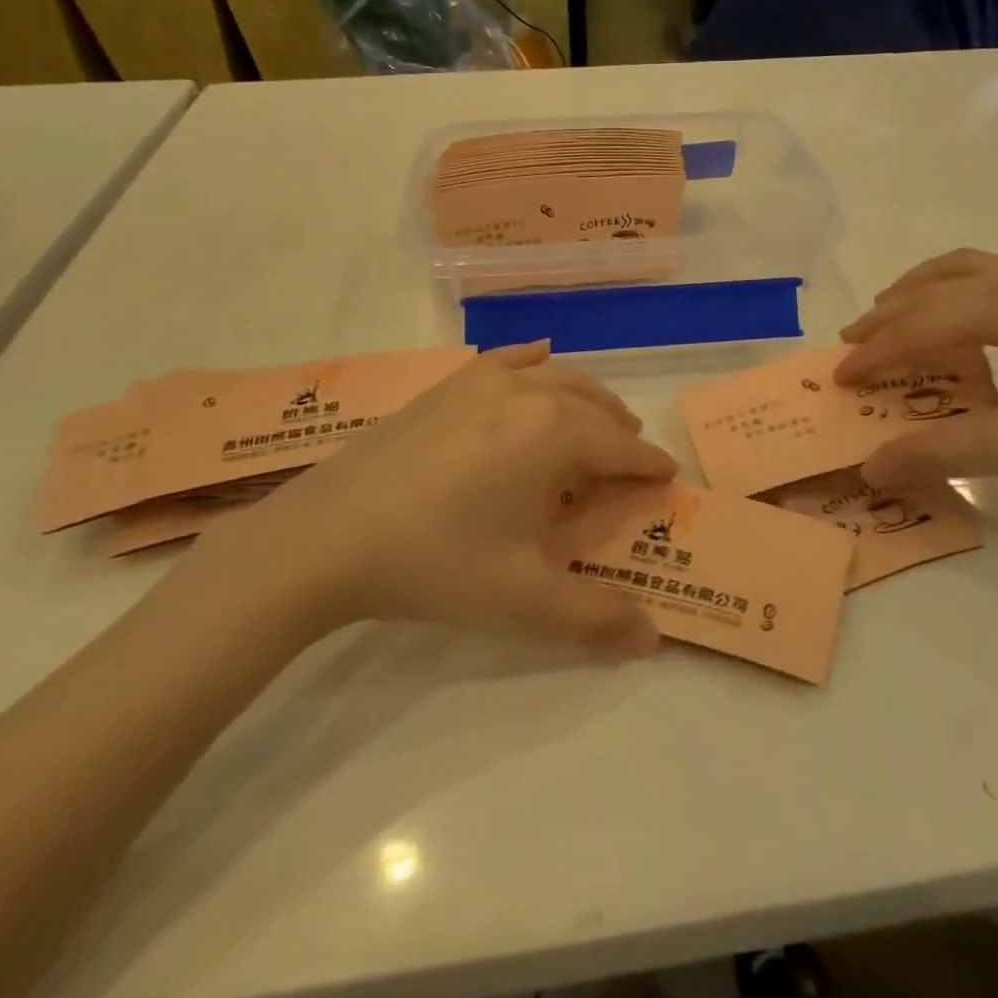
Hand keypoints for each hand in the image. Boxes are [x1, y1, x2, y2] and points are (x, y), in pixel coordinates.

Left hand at [185, 345, 675, 657]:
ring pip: (557, 377)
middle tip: (630, 460)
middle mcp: (529, 394)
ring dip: (587, 399)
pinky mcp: (448, 384)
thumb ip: (594, 619)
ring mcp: (484, 381)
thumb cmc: (436, 563)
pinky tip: (538, 358)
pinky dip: (534, 360)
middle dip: (621, 430)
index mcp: (556, 436)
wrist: (329, 534)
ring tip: (596, 422)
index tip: (667, 479)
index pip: (622, 448)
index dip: (649, 466)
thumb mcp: (522, 601)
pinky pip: (507, 359)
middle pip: (596, 405)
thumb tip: (653, 638)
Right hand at [835, 250, 997, 494]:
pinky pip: (993, 275)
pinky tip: (961, 317)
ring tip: (892, 313)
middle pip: (931, 287)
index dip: (873, 353)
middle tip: (852, 342)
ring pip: (963, 268)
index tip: (839, 377)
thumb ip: (936, 453)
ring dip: (918, 289)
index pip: (917, 326)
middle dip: (886, 314)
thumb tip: (870, 470)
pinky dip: (955, 287)